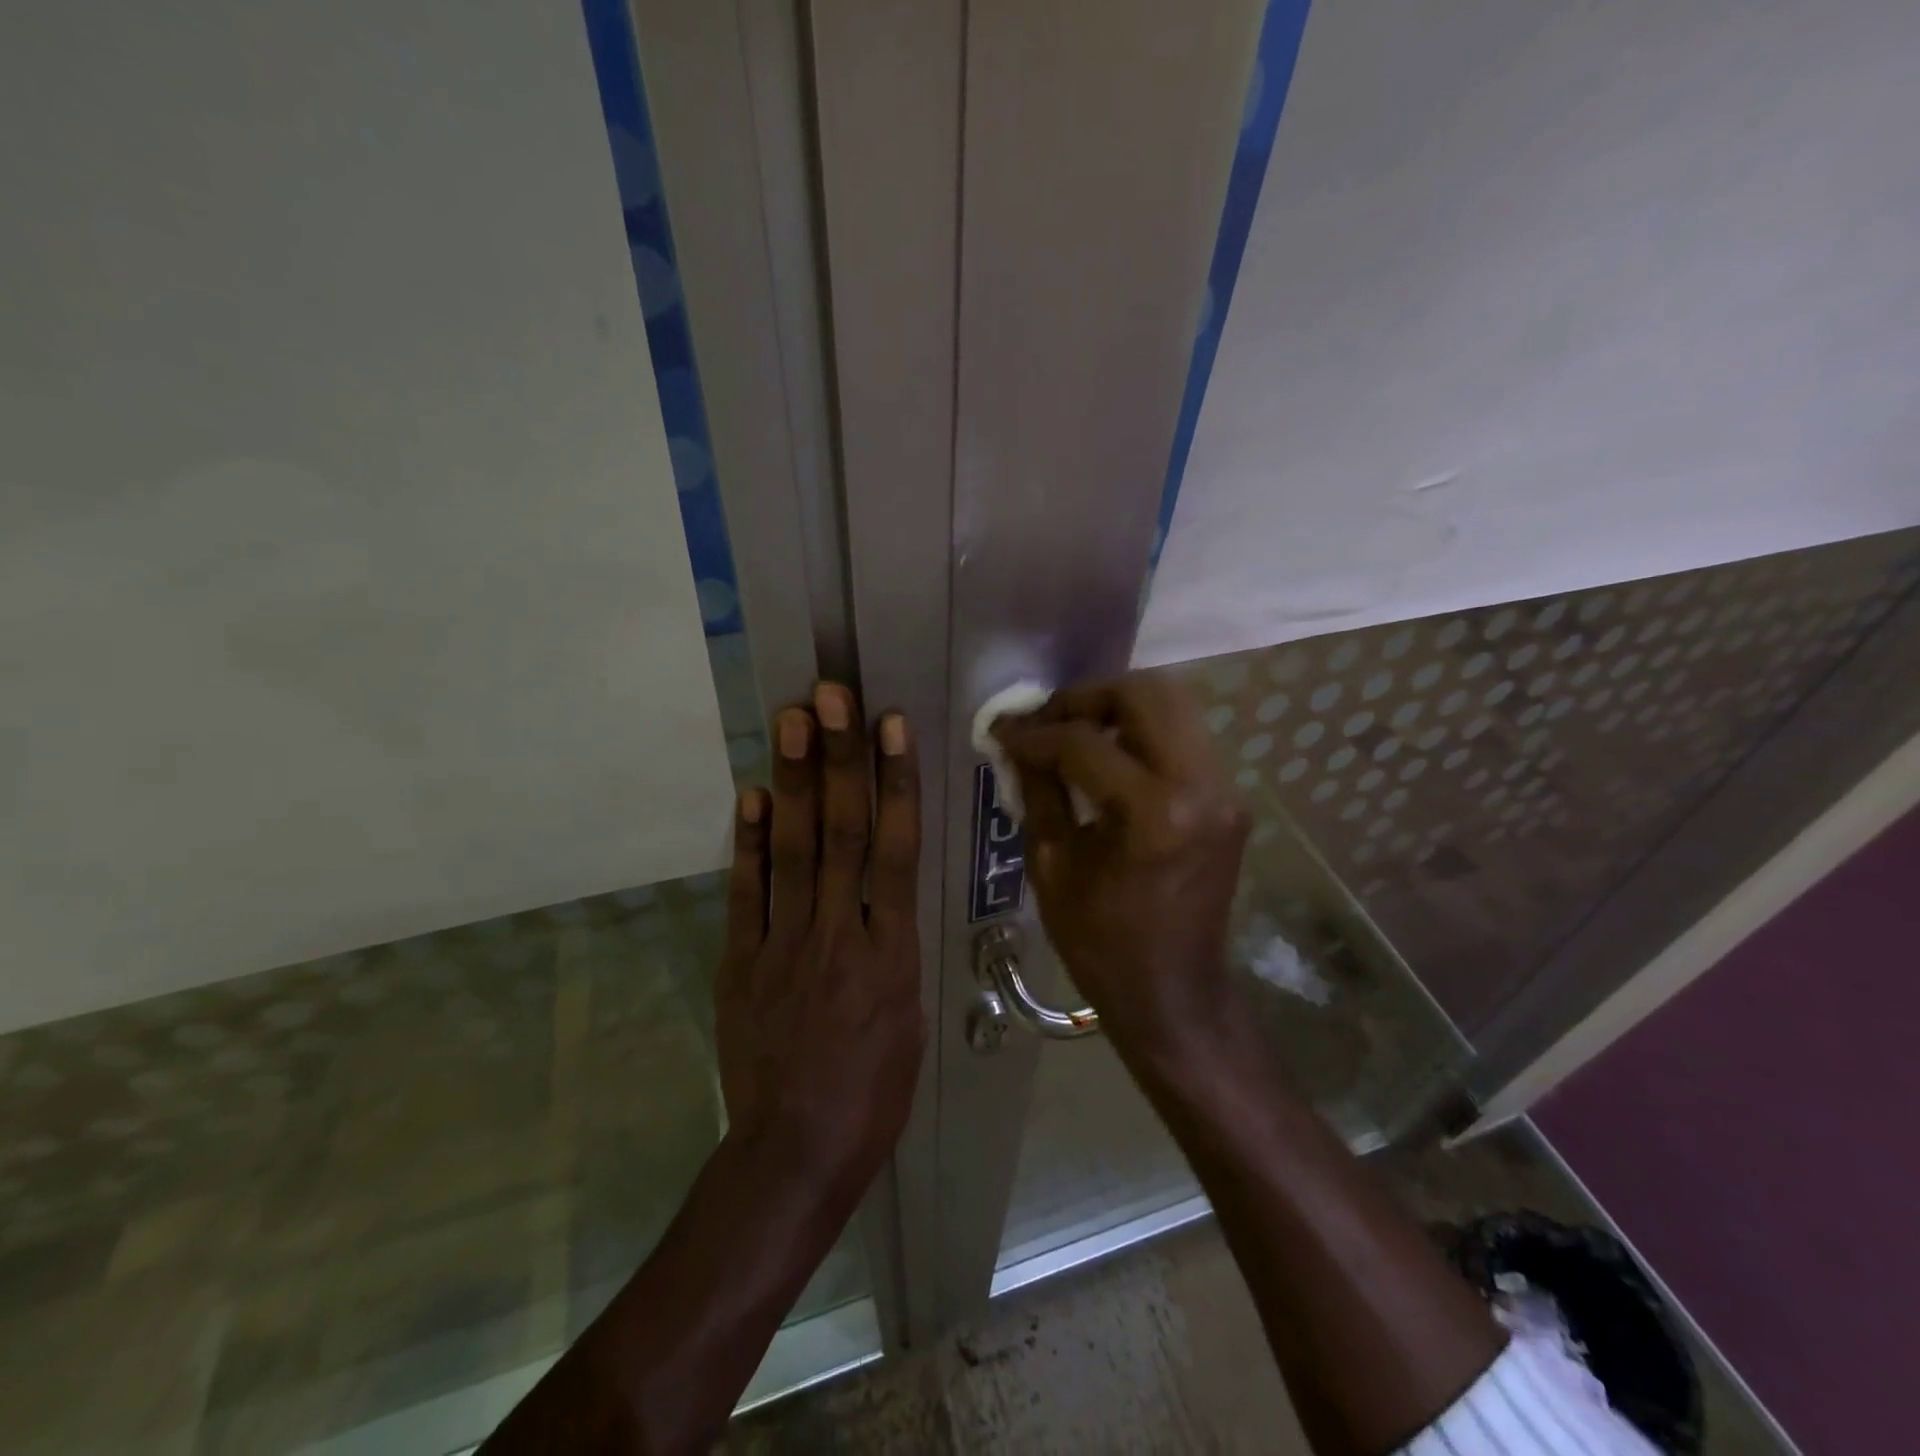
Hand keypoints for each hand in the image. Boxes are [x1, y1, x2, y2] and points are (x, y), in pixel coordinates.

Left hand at [715, 683, 924, 1200]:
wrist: (795, 1153)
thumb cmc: (873, 1091)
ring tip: (792, 722)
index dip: (895, 783)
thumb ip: (895, 944)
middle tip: (831, 696)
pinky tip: (751, 794)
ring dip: (794, 782)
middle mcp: (838, 933)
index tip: (892, 726)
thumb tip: (886, 891)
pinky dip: (748, 842)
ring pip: (793, 850)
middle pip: (841, 833)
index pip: (895, 849)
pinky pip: (746, 893)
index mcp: (891, 951)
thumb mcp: (910, 1017)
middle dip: (839, 760)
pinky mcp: (740, 961)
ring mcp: (783, 943)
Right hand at [994, 672, 1249, 1061]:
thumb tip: (1017, 743)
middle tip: (1047, 720)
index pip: (1084, 743)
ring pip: (1174, 706)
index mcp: (1155, 814)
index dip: (1035, 733)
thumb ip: (1037, 791)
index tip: (1002, 732)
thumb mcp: (1052, 867)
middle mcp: (1202, 787)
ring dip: (1117, 708)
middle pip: (1146, 694)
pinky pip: (1183, 739)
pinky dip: (1141, 732)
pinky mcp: (1230, 800)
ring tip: (1073, 732)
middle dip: (1086, 697)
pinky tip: (1107, 757)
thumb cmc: (1102, 944)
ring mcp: (1225, 791)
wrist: (1174, 995)